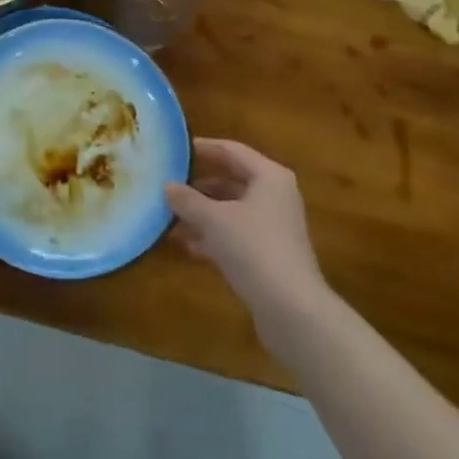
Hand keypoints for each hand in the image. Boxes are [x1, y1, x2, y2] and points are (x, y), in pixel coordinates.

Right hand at [166, 139, 326, 328]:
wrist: (292, 310)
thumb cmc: (254, 249)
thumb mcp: (214, 220)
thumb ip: (188, 200)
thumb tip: (166, 185)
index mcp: (269, 177)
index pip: (231, 150)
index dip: (203, 148)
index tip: (175, 149)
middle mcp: (275, 196)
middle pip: (231, 180)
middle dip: (198, 185)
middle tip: (167, 184)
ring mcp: (273, 226)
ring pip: (231, 209)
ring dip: (202, 213)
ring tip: (169, 216)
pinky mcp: (269, 254)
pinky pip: (235, 234)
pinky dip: (213, 235)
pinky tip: (186, 244)